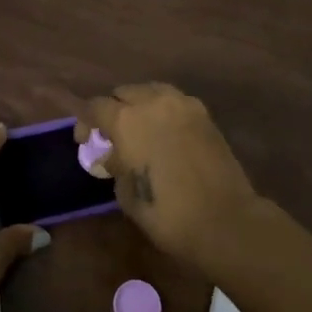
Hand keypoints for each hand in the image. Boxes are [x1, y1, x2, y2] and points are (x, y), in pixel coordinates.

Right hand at [78, 83, 261, 268]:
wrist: (225, 220)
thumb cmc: (168, 214)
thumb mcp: (127, 195)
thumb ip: (116, 166)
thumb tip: (115, 155)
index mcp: (127, 120)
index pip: (95, 107)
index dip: (85, 123)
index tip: (85, 143)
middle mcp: (153, 102)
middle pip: (123, 92)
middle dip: (114, 110)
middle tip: (113, 136)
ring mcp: (182, 104)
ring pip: (151, 91)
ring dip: (140, 105)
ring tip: (141, 129)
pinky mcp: (205, 114)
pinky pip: (175, 101)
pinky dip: (164, 111)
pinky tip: (166, 133)